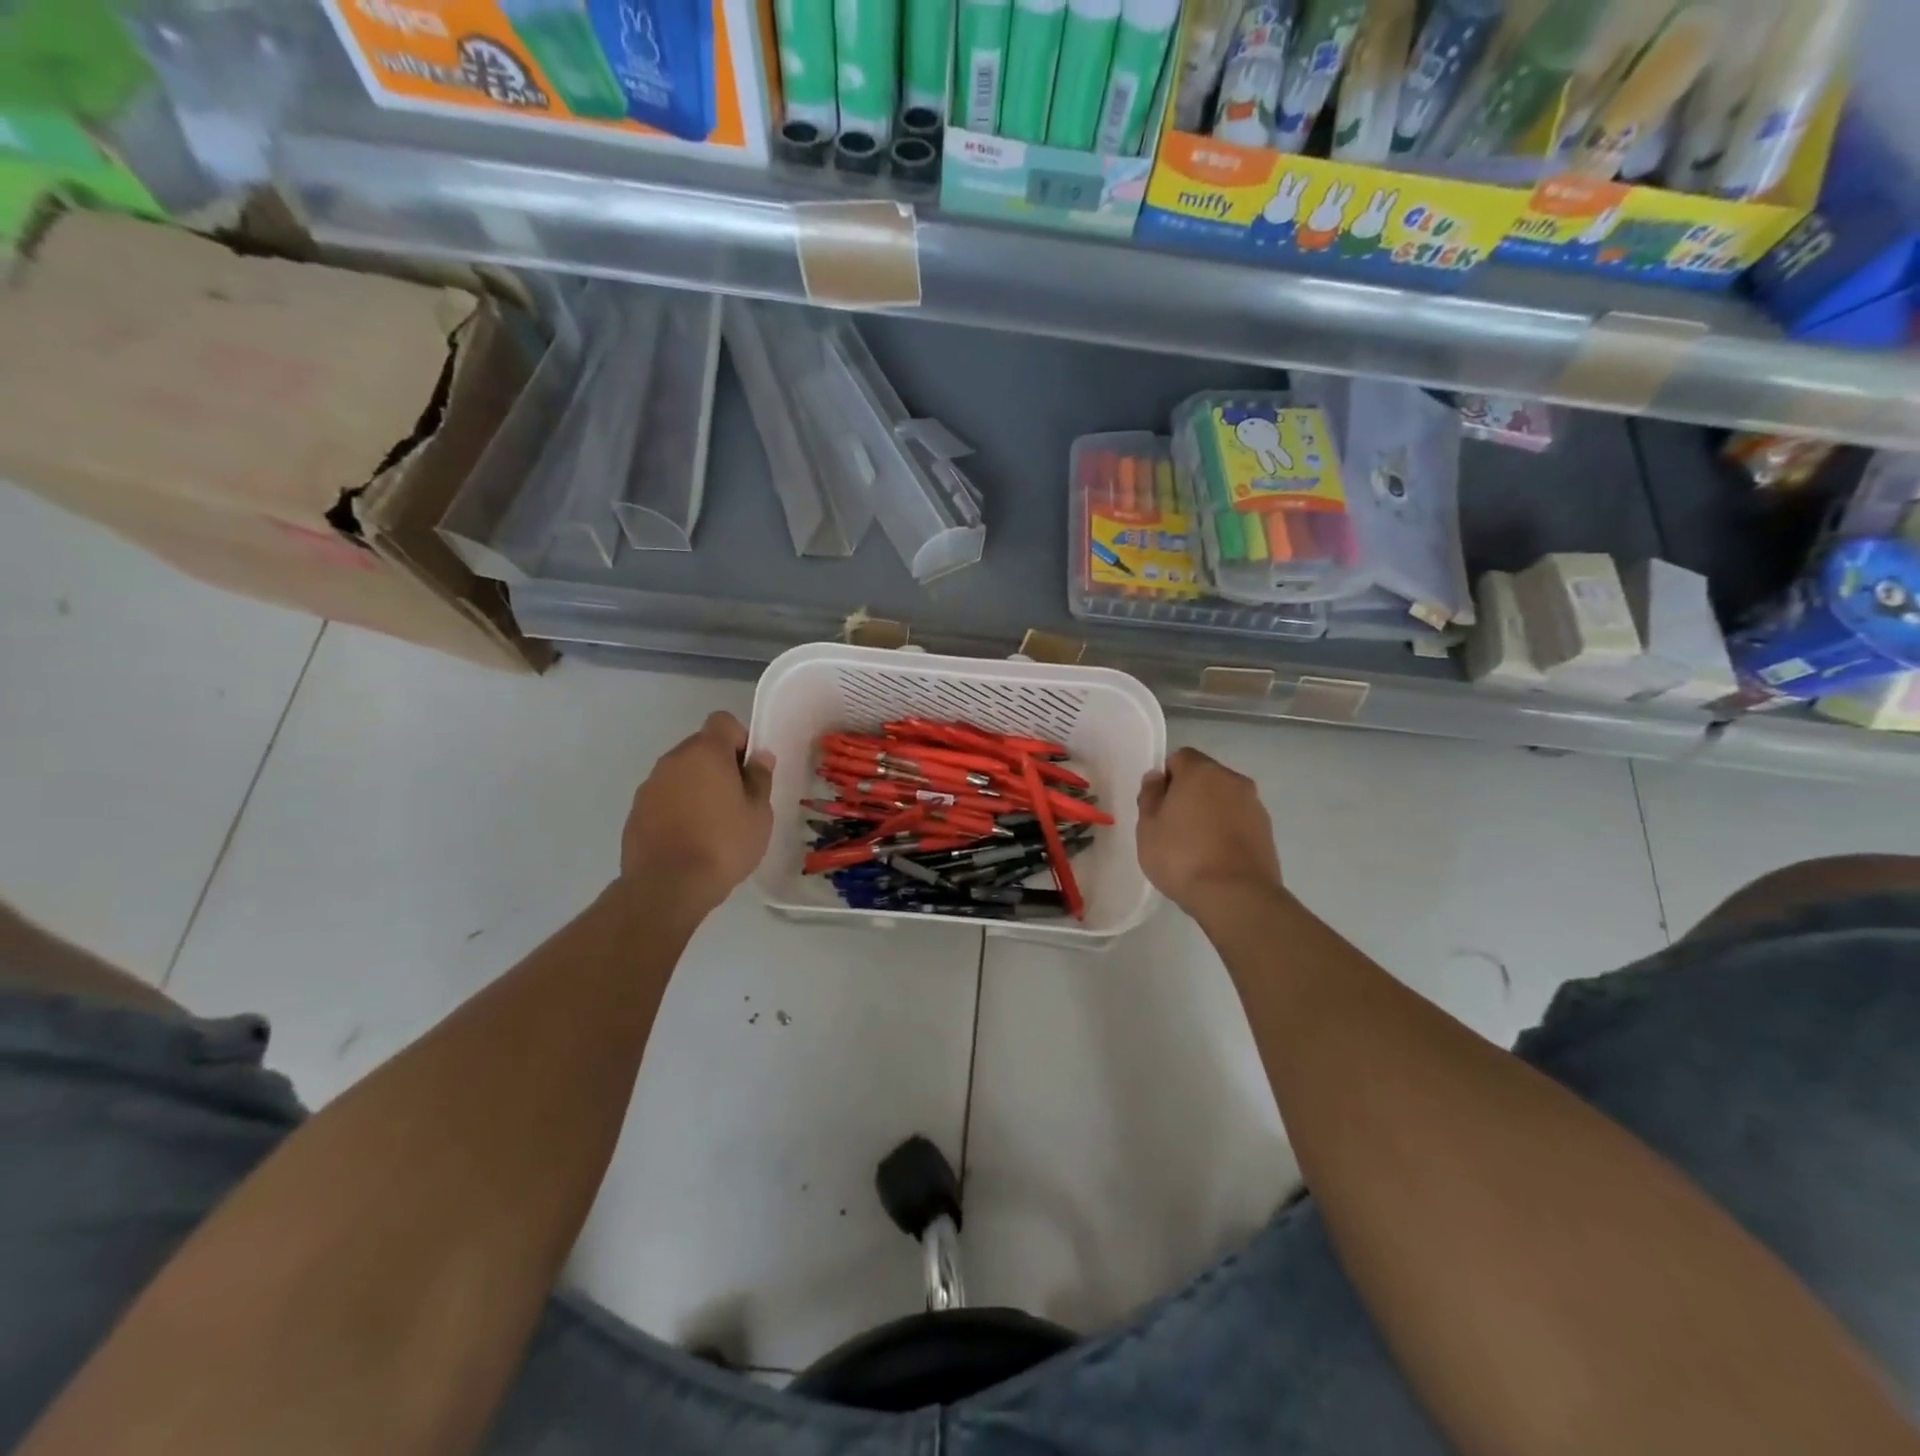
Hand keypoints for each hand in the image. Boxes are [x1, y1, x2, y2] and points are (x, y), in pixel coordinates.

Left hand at [619, 712, 773, 914]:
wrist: (667, 886)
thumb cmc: (723, 844)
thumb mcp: (759, 813)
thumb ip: (760, 779)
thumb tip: (760, 756)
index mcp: (706, 752)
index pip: (723, 721)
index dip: (740, 739)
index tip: (749, 769)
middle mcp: (673, 760)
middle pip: (701, 747)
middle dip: (719, 765)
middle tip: (737, 800)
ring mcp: (650, 785)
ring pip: (681, 773)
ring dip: (697, 787)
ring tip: (712, 823)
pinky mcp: (635, 811)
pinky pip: (664, 797)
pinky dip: (677, 808)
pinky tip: (689, 839)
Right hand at [1137, 748, 1282, 914]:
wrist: (1236, 896)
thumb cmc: (1181, 857)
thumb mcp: (1148, 828)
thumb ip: (1150, 796)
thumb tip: (1157, 778)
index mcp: (1201, 771)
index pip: (1179, 757)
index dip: (1166, 778)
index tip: (1158, 805)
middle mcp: (1232, 780)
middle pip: (1205, 777)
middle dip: (1189, 794)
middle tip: (1173, 826)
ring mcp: (1254, 805)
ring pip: (1224, 799)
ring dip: (1210, 812)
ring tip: (1196, 846)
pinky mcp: (1267, 831)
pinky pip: (1239, 820)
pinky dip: (1227, 830)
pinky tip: (1216, 858)